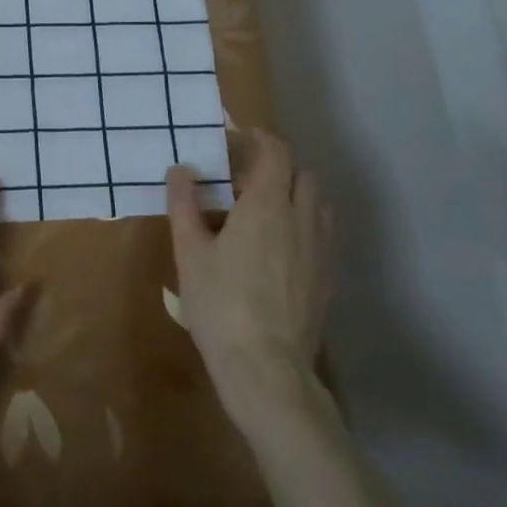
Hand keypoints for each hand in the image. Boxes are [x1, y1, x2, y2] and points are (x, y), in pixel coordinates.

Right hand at [167, 129, 334, 436]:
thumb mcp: (190, 253)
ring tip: (262, 211)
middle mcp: (301, 220)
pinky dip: (303, 223)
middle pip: (302, 174)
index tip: (239, 137)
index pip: (275, 153)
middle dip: (277, 167)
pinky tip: (278, 248)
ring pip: (317, 204)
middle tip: (243, 180)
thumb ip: (184, 206)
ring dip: (294, 194)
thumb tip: (180, 170)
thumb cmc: (220, 304)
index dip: (260, 138)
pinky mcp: (327, 278)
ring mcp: (320, 250)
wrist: (266, 368)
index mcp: (266, 206)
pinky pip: (322, 233)